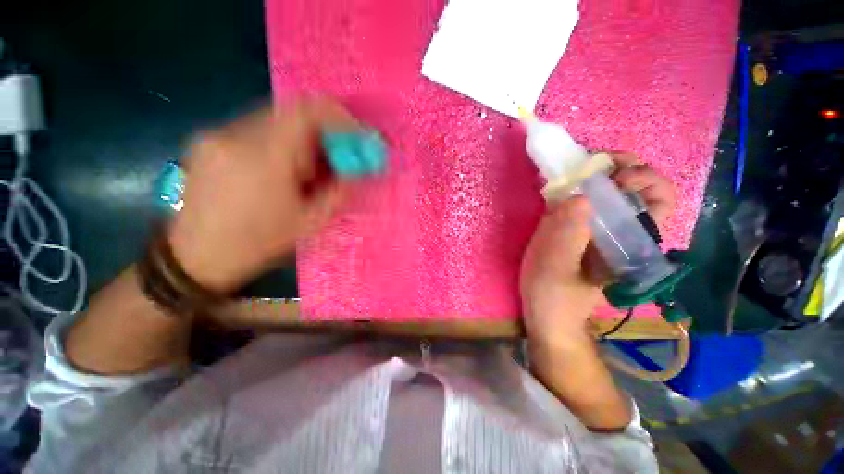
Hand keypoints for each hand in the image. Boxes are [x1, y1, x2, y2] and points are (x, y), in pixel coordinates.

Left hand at [168, 97, 359, 291]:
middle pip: (291, 111)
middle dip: (322, 131)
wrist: (195, 258)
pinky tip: (280, 169)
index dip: (338, 117)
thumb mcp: (310, 222)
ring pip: (273, 118)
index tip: (354, 135)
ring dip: (300, 137)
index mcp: (264, 157)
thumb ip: (338, 190)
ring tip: (306, 169)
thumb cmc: (258, 244)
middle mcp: (235, 135)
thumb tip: (355, 168)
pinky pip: (254, 128)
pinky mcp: (207, 140)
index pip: (307, 111)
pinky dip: (278, 140)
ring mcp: (216, 134)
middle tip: (334, 156)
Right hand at [520, 152, 675, 347]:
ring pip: (611, 191)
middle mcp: (620, 232)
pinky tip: (561, 185)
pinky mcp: (577, 229)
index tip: (615, 175)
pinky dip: (577, 186)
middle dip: (622, 167)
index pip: (659, 201)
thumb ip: (568, 236)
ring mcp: (598, 229)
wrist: (548, 315)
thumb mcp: (557, 269)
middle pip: (638, 189)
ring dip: (598, 173)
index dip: (645, 179)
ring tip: (576, 170)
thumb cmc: (554, 297)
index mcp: (629, 243)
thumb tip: (580, 197)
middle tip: (594, 163)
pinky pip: (585, 200)